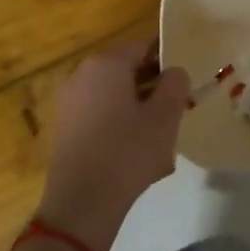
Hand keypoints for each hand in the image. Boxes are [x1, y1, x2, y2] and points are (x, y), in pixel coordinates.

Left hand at [38, 41, 188, 250]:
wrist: (81, 203)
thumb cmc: (128, 152)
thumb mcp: (165, 116)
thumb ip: (175, 84)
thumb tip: (174, 72)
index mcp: (106, 64)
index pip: (142, 47)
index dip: (167, 61)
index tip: (185, 83)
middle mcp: (82, 76)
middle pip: (127, 72)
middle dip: (153, 89)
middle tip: (177, 111)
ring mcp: (69, 104)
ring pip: (115, 98)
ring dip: (139, 111)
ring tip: (162, 140)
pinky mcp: (65, 130)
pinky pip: (101, 118)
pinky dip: (120, 128)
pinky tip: (137, 157)